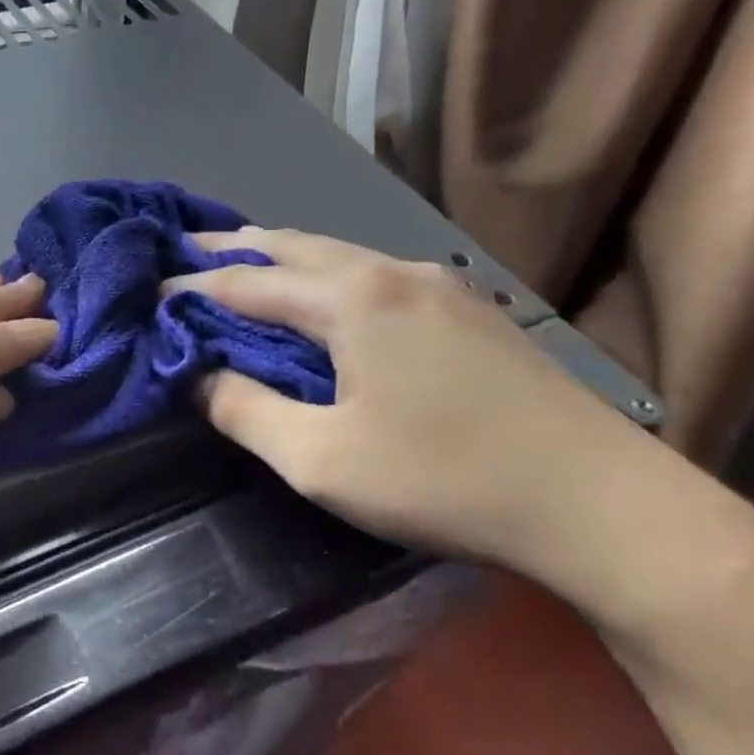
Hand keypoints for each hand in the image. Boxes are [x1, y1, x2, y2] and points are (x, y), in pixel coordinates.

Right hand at [165, 230, 672, 577]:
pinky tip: (324, 299)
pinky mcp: (471, 312)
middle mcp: (393, 272)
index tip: (146, 295)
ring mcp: (441, 286)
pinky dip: (326, 276)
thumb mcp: (319, 459)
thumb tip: (197, 377)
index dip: (189, 288)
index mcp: (352, 298)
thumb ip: (244, 410)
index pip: (245, 284)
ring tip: (243, 267)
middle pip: (293, 247)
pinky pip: (374, 275)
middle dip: (233, 250)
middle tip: (184, 251)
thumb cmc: (445, 480)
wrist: (607, 507)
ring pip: (338, 255)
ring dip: (282, 260)